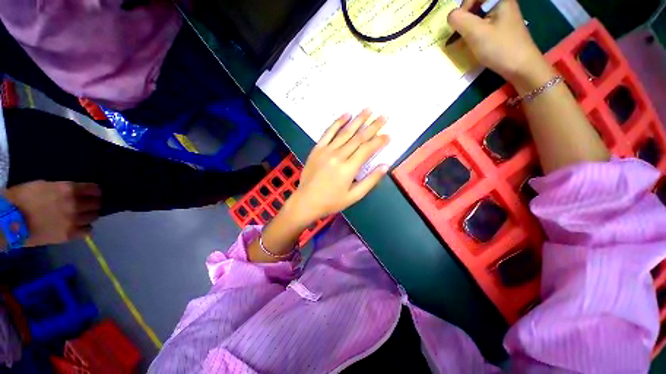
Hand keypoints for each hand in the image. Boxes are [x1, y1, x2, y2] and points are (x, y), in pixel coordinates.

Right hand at [4, 181, 101, 246]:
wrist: (10, 221)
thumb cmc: (24, 199)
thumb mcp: (45, 185)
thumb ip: (64, 189)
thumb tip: (77, 192)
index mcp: (69, 189)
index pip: (95, 190)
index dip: (95, 192)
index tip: (92, 194)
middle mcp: (75, 204)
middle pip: (96, 204)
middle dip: (93, 204)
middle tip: (86, 205)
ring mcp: (73, 220)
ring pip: (93, 217)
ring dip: (89, 216)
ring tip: (80, 216)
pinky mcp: (69, 234)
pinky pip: (88, 231)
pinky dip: (85, 228)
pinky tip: (78, 226)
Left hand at [289, 110, 389, 224]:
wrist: (307, 201)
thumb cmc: (332, 201)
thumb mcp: (354, 196)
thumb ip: (370, 180)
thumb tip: (385, 165)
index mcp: (349, 169)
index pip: (367, 150)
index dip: (379, 141)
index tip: (388, 134)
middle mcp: (338, 156)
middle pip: (358, 138)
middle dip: (373, 126)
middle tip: (383, 116)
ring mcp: (326, 150)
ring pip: (345, 132)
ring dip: (358, 120)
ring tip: (368, 109)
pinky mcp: (317, 149)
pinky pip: (328, 132)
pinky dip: (337, 122)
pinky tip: (346, 114)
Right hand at [448, 0, 550, 88]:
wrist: (522, 67)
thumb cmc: (500, 48)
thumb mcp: (476, 33)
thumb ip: (459, 20)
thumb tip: (450, 16)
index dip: (463, 8)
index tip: (459, 25)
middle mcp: (502, 3)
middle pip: (476, 5)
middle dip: (464, 19)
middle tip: (459, 35)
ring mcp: (503, 16)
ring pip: (478, 16)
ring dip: (468, 28)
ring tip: (463, 42)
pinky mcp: (502, 28)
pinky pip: (483, 25)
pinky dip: (474, 33)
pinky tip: (472, 44)